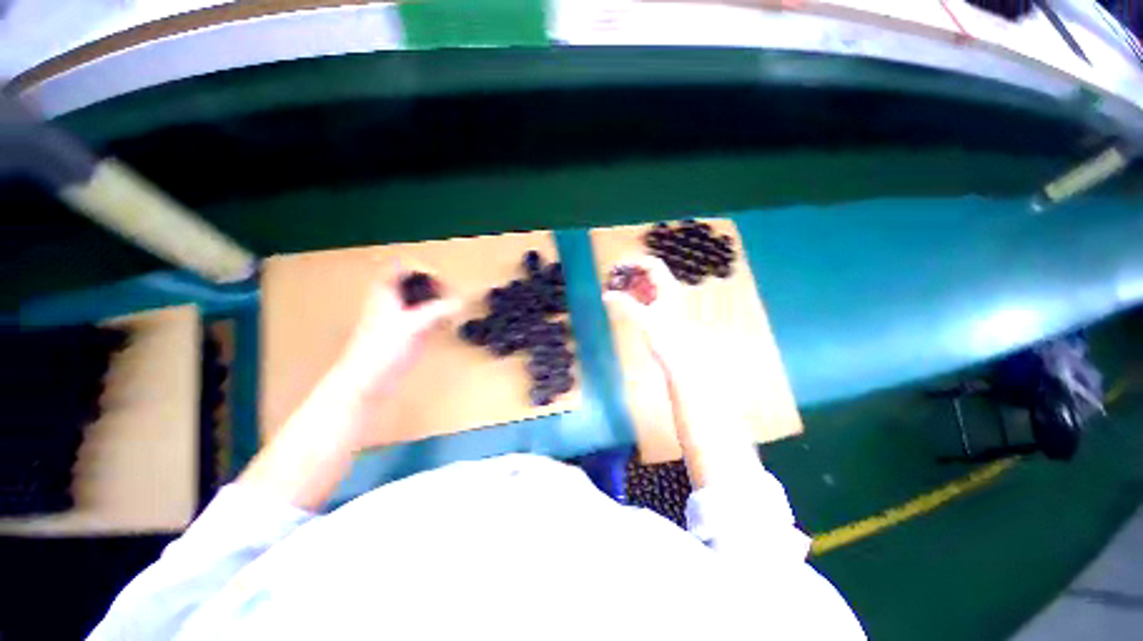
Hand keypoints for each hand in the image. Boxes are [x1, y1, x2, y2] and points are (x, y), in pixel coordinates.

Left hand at [339, 262, 459, 397]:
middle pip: (414, 285)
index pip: (399, 269)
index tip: (439, 277)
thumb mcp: (411, 324)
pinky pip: (427, 320)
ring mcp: (402, 320)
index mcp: (386, 294)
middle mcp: (394, 303)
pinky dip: (439, 319)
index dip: (418, 268)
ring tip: (454, 307)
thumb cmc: (382, 348)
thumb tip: (461, 301)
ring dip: (438, 303)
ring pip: (422, 303)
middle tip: (451, 293)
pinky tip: (449, 324)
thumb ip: (437, 311)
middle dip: (434, 286)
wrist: (368, 380)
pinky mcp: (409, 335)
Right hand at [603, 255, 688, 361]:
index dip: (635, 262)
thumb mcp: (643, 318)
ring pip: (642, 284)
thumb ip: (625, 304)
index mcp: (668, 287)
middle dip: (628, 273)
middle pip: (646, 273)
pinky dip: (630, 294)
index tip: (618, 266)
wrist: (676, 356)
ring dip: (628, 283)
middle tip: (610, 276)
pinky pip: (641, 295)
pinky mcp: (655, 309)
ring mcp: (661, 299)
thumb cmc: (665, 336)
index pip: (653, 265)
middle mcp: (666, 290)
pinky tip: (618, 296)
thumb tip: (606, 294)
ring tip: (611, 286)